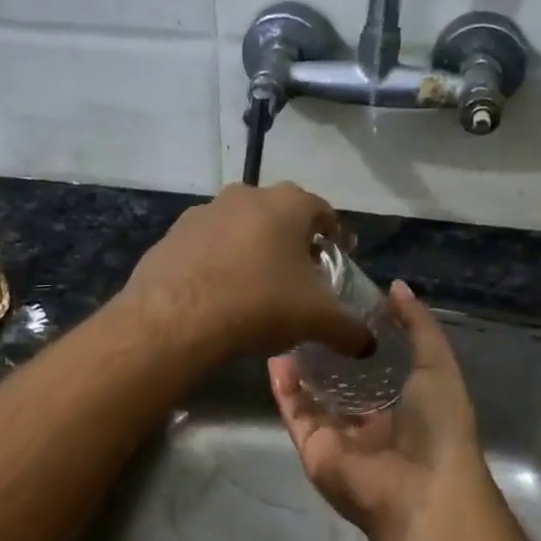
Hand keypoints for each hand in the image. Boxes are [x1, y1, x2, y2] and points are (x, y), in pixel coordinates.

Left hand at [118, 182, 372, 363]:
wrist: (175, 318)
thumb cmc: (260, 304)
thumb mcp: (317, 321)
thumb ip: (349, 330)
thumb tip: (370, 345)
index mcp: (288, 204)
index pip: (323, 212)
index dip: (335, 236)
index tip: (338, 258)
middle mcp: (245, 196)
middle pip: (280, 216)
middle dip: (292, 243)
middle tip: (300, 276)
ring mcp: (203, 213)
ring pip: (239, 228)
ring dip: (252, 250)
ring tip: (257, 288)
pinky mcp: (171, 236)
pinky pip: (206, 248)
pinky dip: (217, 264)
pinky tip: (219, 295)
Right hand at [269, 281, 488, 540]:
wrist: (420, 490)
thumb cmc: (438, 425)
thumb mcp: (438, 365)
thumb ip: (419, 326)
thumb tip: (395, 287)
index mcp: (404, 406)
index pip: (377, 368)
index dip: (361, 339)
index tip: (344, 304)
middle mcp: (369, 423)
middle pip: (340, 383)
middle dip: (325, 352)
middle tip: (307, 314)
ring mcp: (339, 438)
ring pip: (313, 397)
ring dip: (300, 367)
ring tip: (285, 328)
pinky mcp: (313, 449)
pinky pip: (295, 414)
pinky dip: (284, 388)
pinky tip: (275, 356)